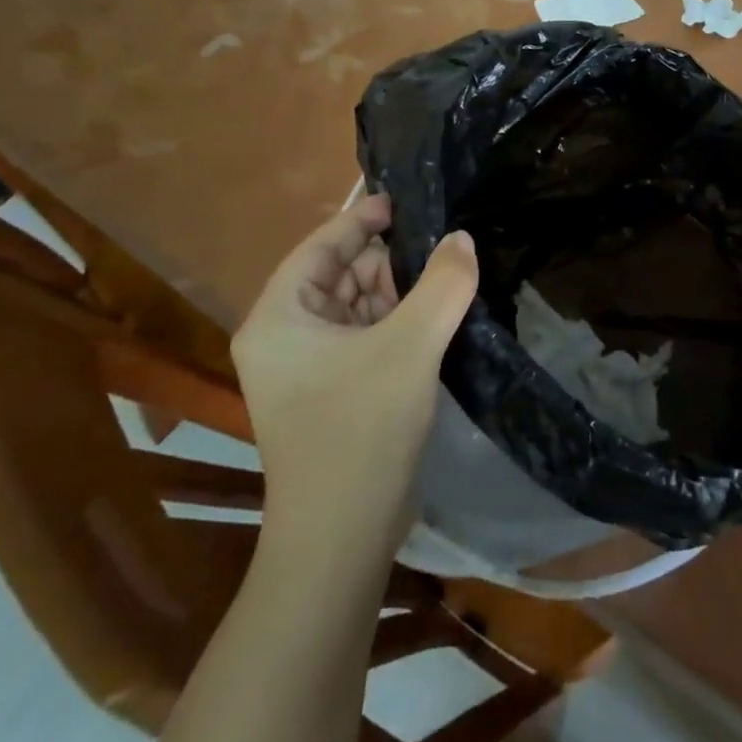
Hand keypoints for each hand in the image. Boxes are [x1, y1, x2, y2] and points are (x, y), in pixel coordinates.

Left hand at [232, 194, 477, 527]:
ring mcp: (308, 368)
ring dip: (399, 293)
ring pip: (358, 306)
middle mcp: (285, 337)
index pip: (321, 246)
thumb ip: (443, 283)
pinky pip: (366, 337)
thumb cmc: (361, 430)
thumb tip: (462, 239)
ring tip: (447, 280)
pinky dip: (398, 323)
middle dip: (389, 262)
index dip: (362, 219)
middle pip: (341, 275)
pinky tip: (436, 318)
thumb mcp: (410, 346)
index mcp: (279, 317)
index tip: (405, 202)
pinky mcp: (333, 391)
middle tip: (442, 250)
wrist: (342, 538)